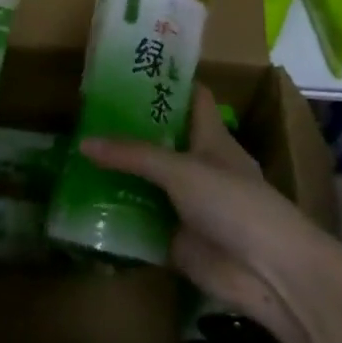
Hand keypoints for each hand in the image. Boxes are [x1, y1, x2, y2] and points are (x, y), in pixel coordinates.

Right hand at [79, 84, 341, 339]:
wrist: (267, 272)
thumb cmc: (234, 204)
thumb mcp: (182, 170)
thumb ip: (133, 155)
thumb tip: (83, 142)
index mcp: (211, 138)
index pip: (192, 98)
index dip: (166, 82)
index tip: (128, 70)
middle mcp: (198, 167)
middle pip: (161, 141)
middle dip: (127, 130)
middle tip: (84, 115)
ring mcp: (187, 204)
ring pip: (147, 182)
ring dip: (117, 175)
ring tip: (74, 157)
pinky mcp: (176, 239)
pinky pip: (141, 222)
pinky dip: (117, 217)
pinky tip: (83, 206)